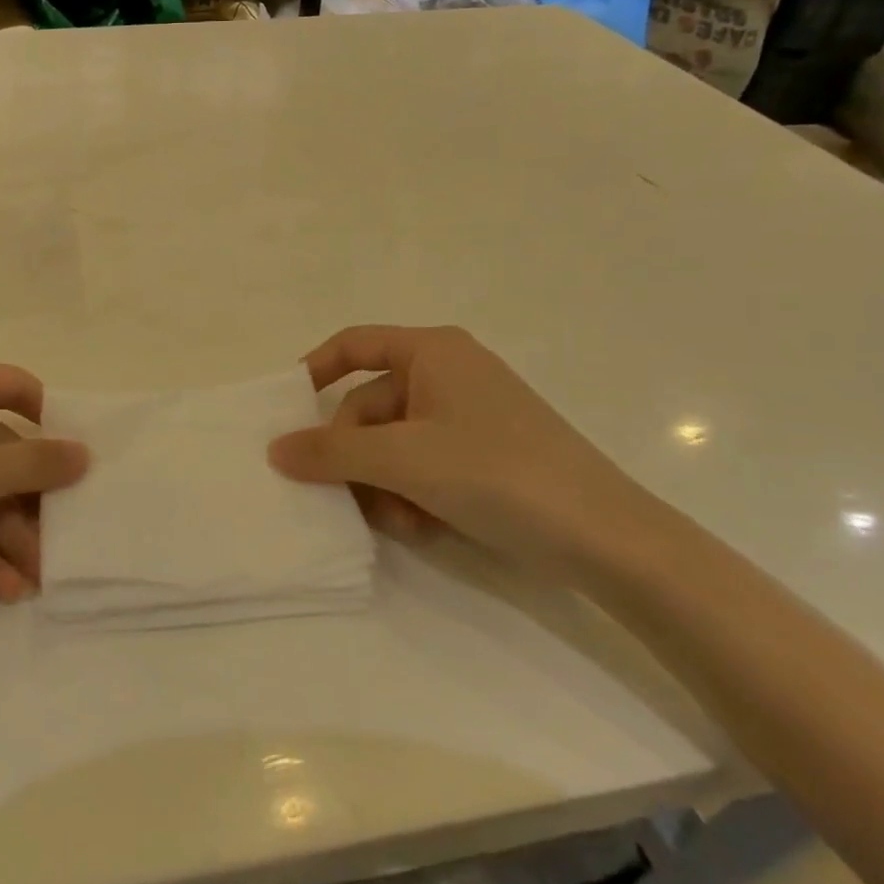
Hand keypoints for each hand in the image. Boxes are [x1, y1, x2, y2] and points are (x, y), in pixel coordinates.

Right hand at [269, 326, 652, 579]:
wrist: (607, 539)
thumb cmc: (497, 473)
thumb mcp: (403, 459)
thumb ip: (332, 451)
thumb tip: (275, 449)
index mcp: (432, 352)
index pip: (353, 344)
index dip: (313, 370)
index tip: (285, 413)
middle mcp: (448, 374)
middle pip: (369, 406)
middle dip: (357, 457)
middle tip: (350, 500)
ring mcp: (468, 416)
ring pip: (393, 444)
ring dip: (383, 485)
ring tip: (398, 523)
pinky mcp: (484, 455)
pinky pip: (423, 465)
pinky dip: (412, 494)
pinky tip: (423, 529)